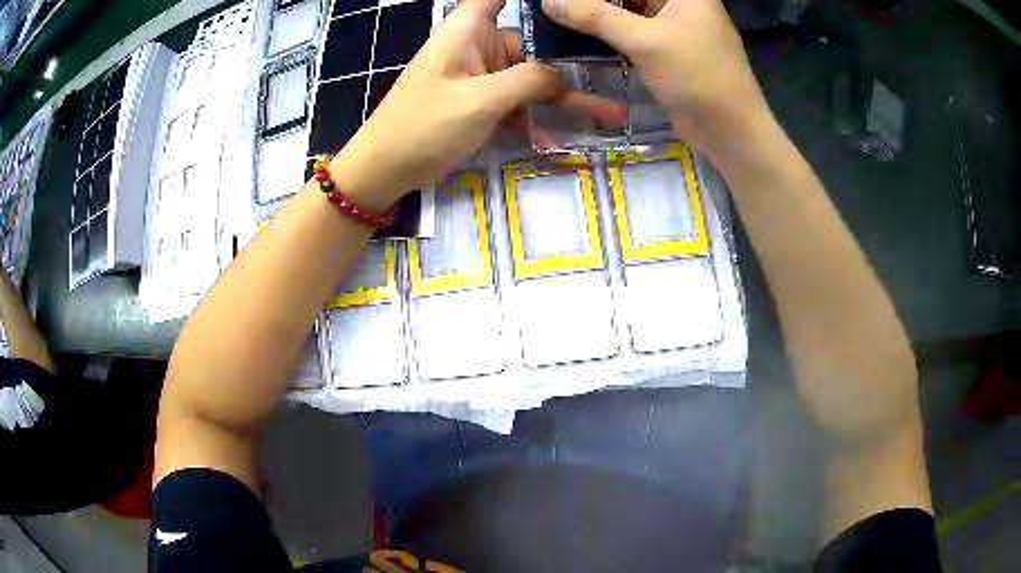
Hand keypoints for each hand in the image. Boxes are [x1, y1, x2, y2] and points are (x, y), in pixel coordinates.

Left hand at [334, 0, 623, 209]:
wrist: (384, 170)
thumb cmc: (423, 126)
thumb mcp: (481, 100)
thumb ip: (529, 80)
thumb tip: (560, 77)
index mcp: (469, 28)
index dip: (538, 3)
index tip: (570, 7)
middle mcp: (476, 44)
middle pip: (528, 43)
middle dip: (567, 64)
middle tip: (613, 78)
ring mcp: (478, 75)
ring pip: (528, 78)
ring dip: (561, 100)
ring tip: (608, 115)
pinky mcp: (477, 102)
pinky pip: (513, 104)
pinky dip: (532, 120)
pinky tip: (556, 142)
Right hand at [542, 0, 773, 158]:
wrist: (730, 132)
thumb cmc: (698, 78)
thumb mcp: (646, 41)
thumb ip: (596, 16)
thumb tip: (548, 1)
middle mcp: (679, 3)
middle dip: (595, 1)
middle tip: (558, 4)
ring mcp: (673, 27)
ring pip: (627, 11)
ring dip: (597, 15)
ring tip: (560, 16)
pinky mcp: (667, 50)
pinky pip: (631, 33)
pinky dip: (608, 34)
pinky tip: (579, 35)